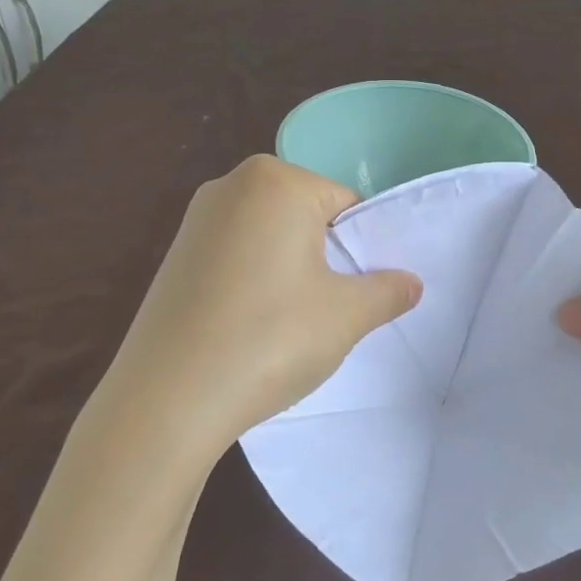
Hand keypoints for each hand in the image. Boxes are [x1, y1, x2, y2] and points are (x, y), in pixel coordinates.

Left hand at [100, 156, 421, 459]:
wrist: (168, 398)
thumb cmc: (270, 339)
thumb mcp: (347, 315)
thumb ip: (388, 291)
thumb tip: (412, 283)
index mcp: (276, 181)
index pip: (346, 204)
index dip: (361, 250)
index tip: (358, 294)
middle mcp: (230, 186)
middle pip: (306, 217)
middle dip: (325, 259)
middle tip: (328, 311)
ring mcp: (194, 221)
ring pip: (270, 240)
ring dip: (289, 273)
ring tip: (287, 325)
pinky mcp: (173, 258)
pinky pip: (235, 259)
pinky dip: (253, 284)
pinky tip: (249, 328)